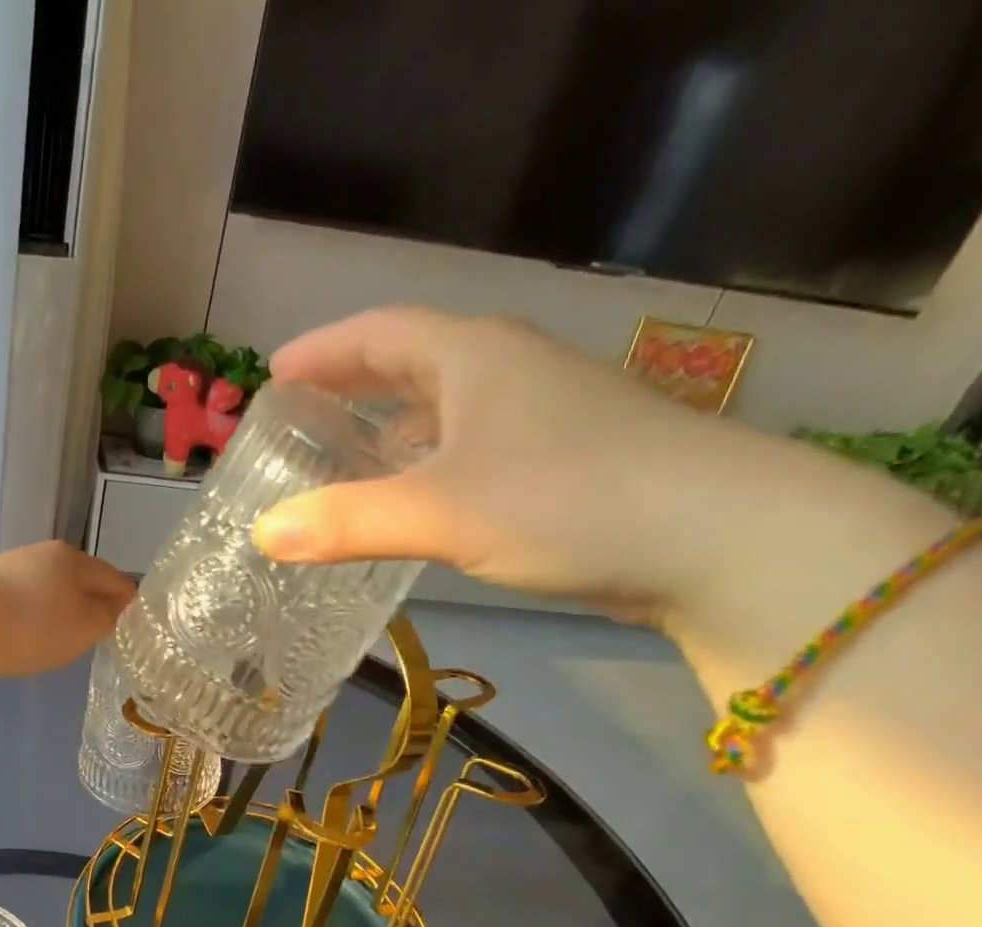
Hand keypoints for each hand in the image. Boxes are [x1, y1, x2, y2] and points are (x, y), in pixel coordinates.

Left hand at [0, 542, 135, 676]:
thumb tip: (117, 607)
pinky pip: (22, 600)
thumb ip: (108, 618)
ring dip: (60, 609)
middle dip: (92, 604)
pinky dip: (32, 615)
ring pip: (49, 588)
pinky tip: (25, 634)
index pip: (115, 579)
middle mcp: (43, 554)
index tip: (134, 626)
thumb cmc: (32, 626)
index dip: (128, 603)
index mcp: (75, 559)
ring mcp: (10, 566)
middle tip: (99, 634)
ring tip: (61, 637)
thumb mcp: (84, 628)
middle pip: (80, 580)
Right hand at [249, 307, 885, 626]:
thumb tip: (262, 535)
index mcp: (473, 358)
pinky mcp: (559, 463)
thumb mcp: (442, 511)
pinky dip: (424, 468)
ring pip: (443, 412)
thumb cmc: (570, 499)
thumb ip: (347, 522)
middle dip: (352, 388)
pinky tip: (410, 506)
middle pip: (412, 366)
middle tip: (300, 419)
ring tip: (342, 462)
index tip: (275, 374)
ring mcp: (539, 418)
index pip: (380, 333)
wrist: (719, 539)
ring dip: (389, 431)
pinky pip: (467, 452)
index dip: (323, 350)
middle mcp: (506, 373)